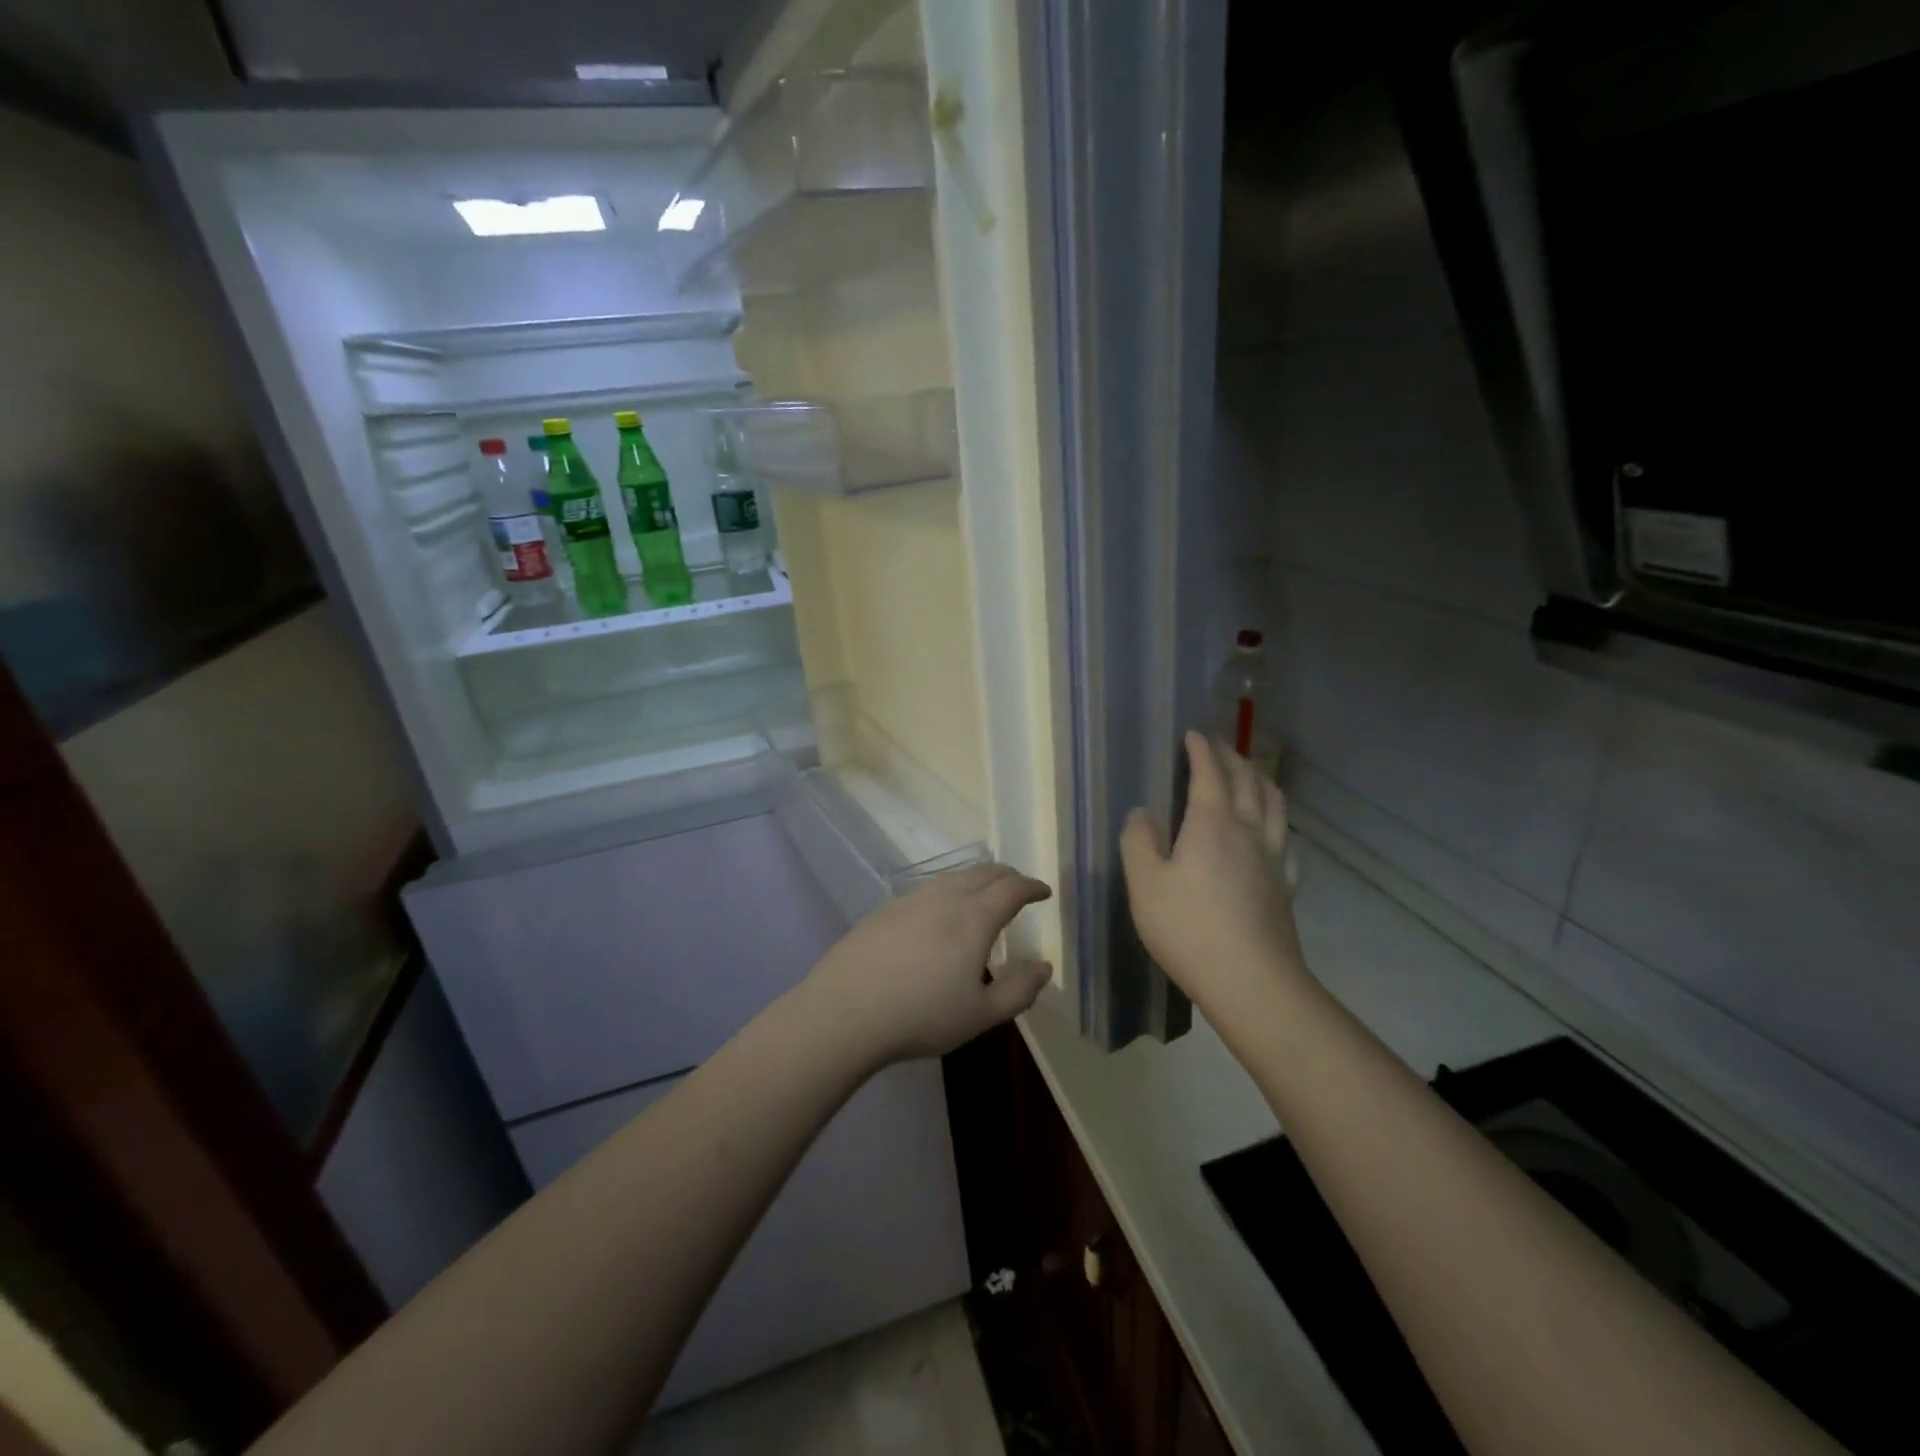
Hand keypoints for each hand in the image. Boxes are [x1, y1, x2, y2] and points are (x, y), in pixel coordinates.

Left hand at [801, 864, 1052, 1065]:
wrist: (845, 1010)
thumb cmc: (921, 1015)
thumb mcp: (980, 1015)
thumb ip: (1018, 990)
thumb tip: (1044, 967)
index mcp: (974, 917)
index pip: (1012, 889)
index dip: (1032, 887)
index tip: (1044, 892)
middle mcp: (945, 897)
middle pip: (983, 873)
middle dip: (1007, 876)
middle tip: (1019, 887)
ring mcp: (911, 900)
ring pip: (953, 877)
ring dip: (976, 879)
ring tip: (982, 894)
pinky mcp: (885, 910)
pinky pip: (927, 889)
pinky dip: (948, 891)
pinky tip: (939, 913)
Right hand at [1120, 731, 1308, 1025]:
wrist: (1251, 980)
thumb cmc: (1188, 928)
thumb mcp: (1145, 884)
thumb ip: (1139, 842)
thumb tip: (1141, 813)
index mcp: (1212, 823)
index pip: (1210, 773)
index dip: (1202, 750)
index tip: (1193, 734)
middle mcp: (1248, 830)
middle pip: (1247, 780)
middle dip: (1232, 757)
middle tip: (1218, 746)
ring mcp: (1273, 858)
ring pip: (1274, 804)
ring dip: (1261, 780)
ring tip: (1251, 774)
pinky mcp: (1285, 885)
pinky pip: (1285, 840)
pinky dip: (1277, 822)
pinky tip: (1273, 834)